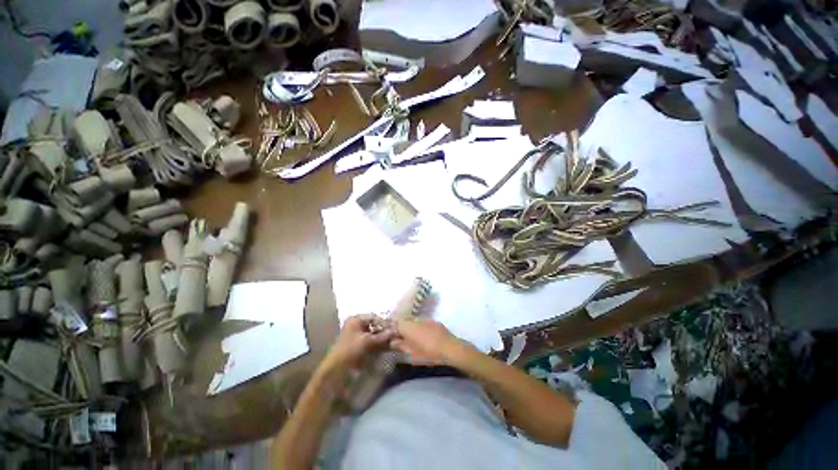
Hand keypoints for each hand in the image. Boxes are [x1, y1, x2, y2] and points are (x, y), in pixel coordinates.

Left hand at [319, 314, 393, 377]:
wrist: (336, 371)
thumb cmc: (349, 350)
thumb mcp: (366, 341)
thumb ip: (382, 336)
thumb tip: (395, 331)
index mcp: (355, 320)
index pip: (374, 317)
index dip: (384, 322)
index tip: (394, 329)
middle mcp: (357, 325)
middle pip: (375, 325)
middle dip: (385, 331)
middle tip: (396, 335)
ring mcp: (358, 336)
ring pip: (375, 334)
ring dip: (383, 338)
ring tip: (394, 342)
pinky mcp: (360, 346)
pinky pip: (373, 342)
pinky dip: (380, 344)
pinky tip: (388, 347)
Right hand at [391, 318, 469, 365]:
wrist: (450, 348)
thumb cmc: (428, 353)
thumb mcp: (411, 354)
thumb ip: (400, 346)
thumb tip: (393, 342)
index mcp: (408, 327)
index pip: (396, 323)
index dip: (394, 330)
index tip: (393, 339)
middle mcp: (416, 320)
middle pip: (406, 321)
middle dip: (403, 329)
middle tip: (404, 340)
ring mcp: (426, 319)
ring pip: (415, 322)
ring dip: (413, 329)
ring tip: (415, 340)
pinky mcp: (435, 322)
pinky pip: (424, 323)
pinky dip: (422, 329)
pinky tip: (426, 338)